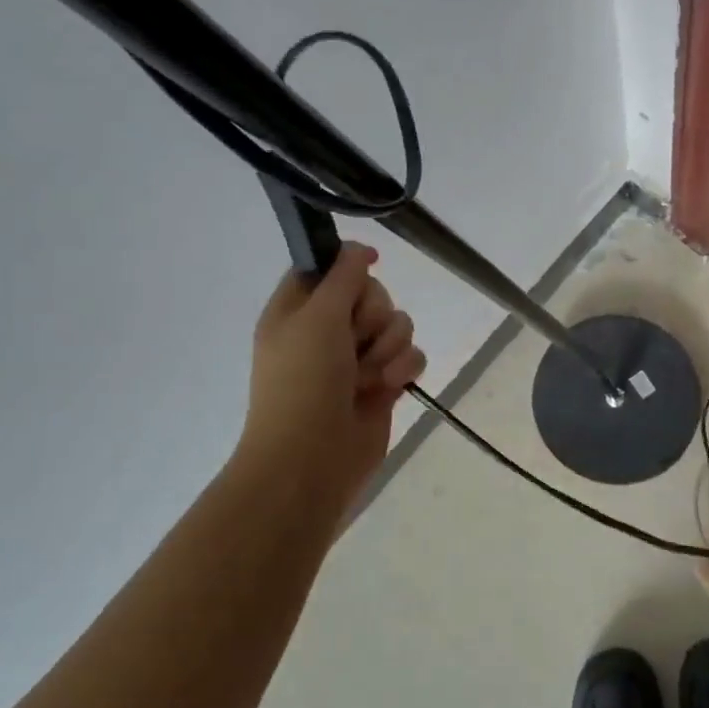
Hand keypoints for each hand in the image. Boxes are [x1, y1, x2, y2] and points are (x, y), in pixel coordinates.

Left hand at [239, 243, 426, 504]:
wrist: (313, 458)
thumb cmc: (304, 381)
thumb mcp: (317, 317)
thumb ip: (343, 276)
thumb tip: (359, 249)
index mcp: (297, 311)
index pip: (327, 270)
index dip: (348, 266)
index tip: (368, 267)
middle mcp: (327, 331)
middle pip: (371, 294)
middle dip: (374, 315)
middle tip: (356, 338)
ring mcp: (357, 359)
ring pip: (396, 325)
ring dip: (389, 346)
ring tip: (369, 374)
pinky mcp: (383, 383)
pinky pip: (411, 355)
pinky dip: (403, 368)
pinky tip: (389, 386)